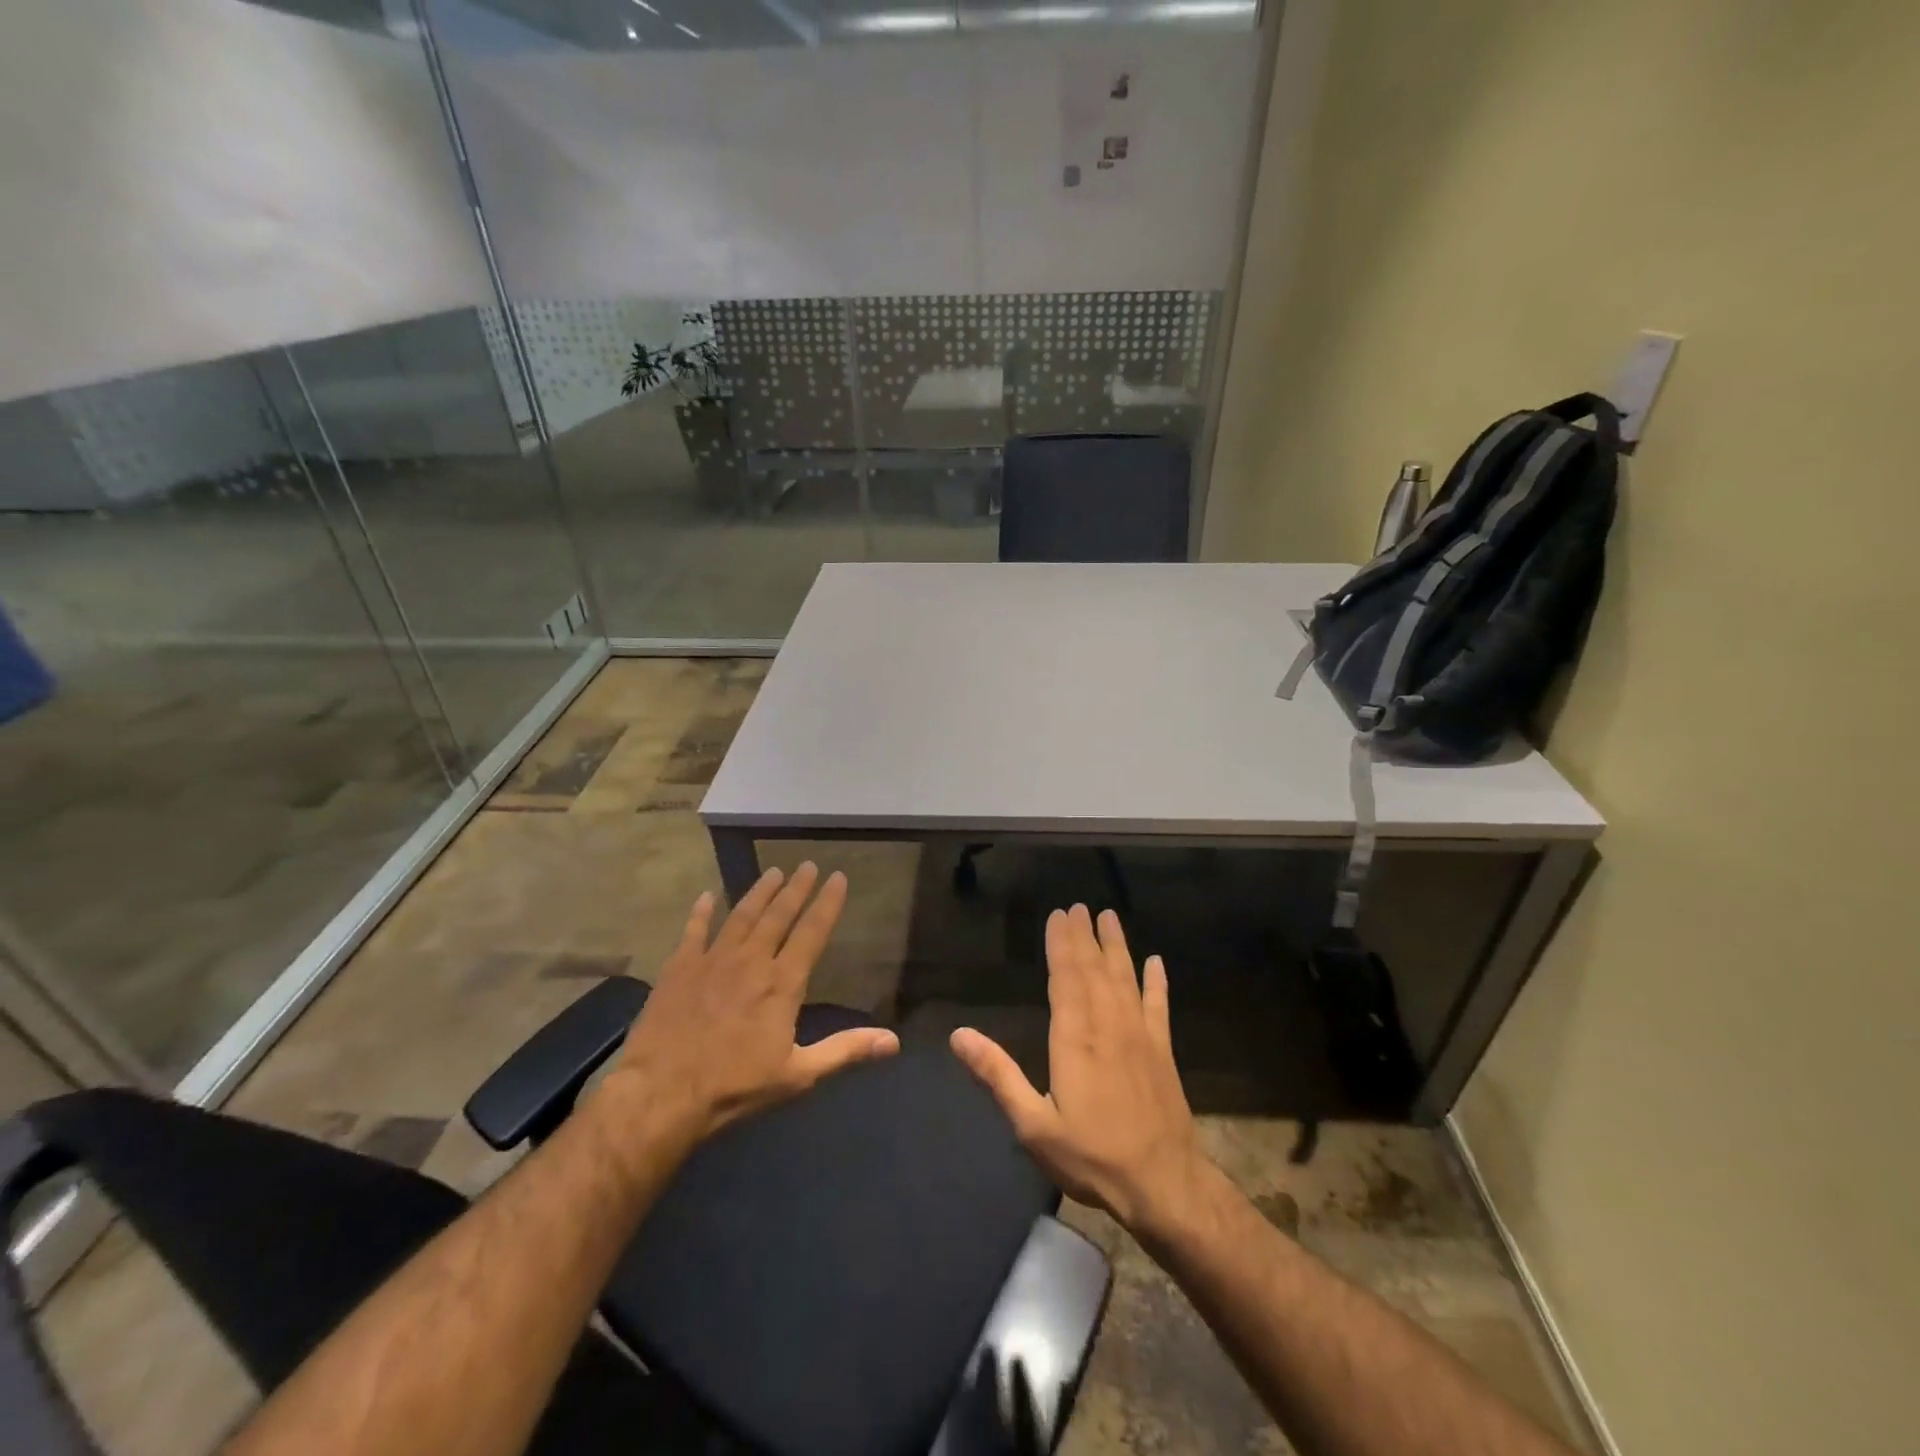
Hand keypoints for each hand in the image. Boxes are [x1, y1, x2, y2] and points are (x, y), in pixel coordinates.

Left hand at [606, 863, 899, 1150]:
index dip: (827, 904)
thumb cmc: (734, 1087)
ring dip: (758, 893)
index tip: (838, 877)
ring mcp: (712, 960)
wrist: (661, 1093)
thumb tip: (894, 1042)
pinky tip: (705, 897)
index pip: (812, 933)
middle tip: (807, 865)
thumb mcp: (797, 1074)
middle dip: (796, 888)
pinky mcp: (679, 968)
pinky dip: (700, 913)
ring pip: (741, 915)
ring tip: (773, 873)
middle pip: (778, 916)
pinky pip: (693, 931)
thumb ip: (845, 1051)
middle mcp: (751, 961)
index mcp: (782, 983)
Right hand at [950, 904, 1211, 1242]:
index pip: (1066, 978)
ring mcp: (1140, 1035)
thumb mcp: (1033, 1124)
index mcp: (1074, 1038)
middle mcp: (1107, 1025)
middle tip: (1079, 906)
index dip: (1061, 945)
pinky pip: (1158, 1005)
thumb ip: (998, 1075)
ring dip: (1117, 946)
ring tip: (1109, 917)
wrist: (1163, 1183)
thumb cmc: (1091, 1155)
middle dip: (1084, 936)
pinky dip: (1157, 982)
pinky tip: (1156, 962)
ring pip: (1125, 978)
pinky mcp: (1163, 1050)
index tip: (1058, 915)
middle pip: (1094, 969)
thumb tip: (958, 1035)